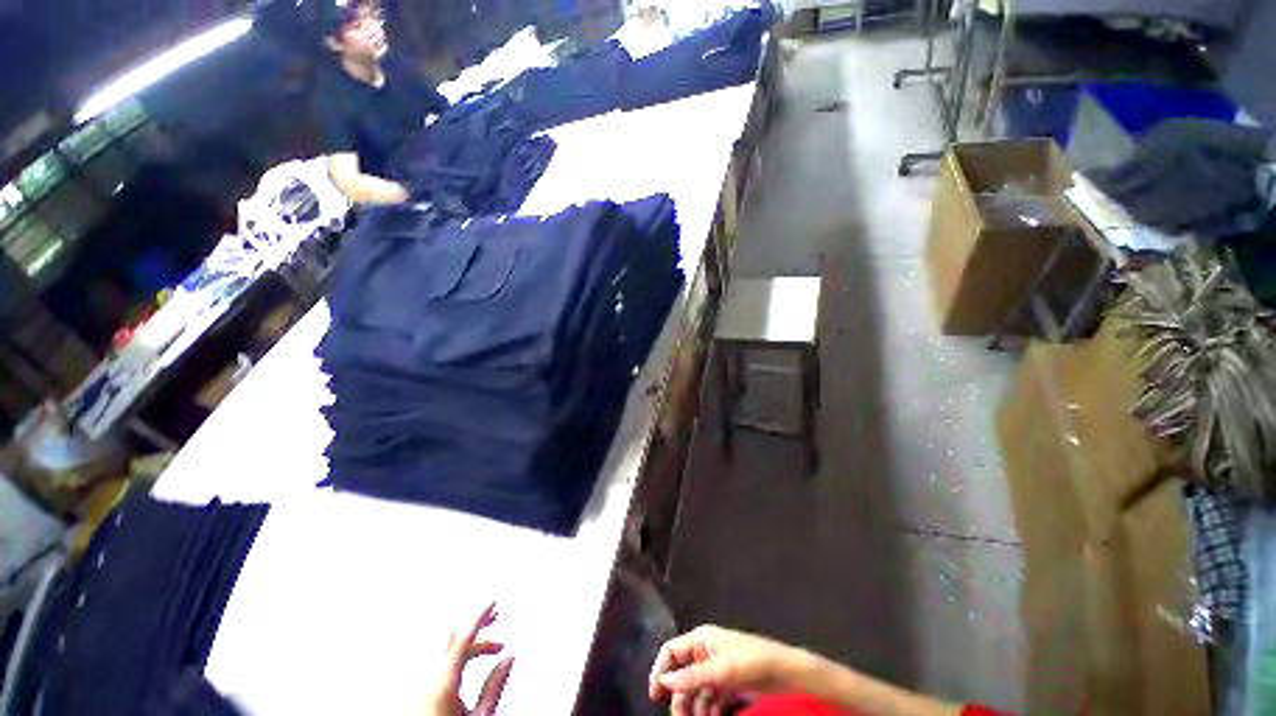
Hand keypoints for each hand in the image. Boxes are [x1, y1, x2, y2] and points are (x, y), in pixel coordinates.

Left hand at [420, 603, 514, 715]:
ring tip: (492, 651)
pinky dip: (457, 657)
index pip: (464, 636)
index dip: (480, 615)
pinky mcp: (417, 694)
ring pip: (445, 650)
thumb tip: (509, 656)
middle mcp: (428, 679)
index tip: (493, 602)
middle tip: (496, 620)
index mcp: (444, 682)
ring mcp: (419, 686)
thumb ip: (495, 685)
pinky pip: (438, 664)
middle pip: (452, 637)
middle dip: (476, 625)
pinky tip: (470, 666)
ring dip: (469, 644)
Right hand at [649, 625, 807, 715]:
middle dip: (680, 699)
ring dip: (695, 709)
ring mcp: (717, 670)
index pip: (672, 652)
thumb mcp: (720, 671)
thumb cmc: (750, 662)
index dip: (660, 670)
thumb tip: (663, 681)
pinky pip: (710, 700)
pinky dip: (709, 711)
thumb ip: (691, 677)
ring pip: (696, 692)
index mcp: (701, 640)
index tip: (655, 696)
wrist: (784, 672)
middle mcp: (705, 653)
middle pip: (683, 677)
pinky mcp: (728, 684)